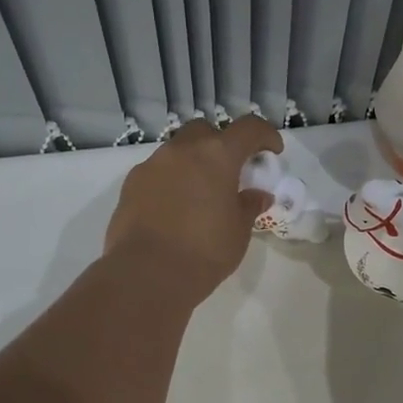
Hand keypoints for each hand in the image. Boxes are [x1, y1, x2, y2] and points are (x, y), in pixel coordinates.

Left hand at [103, 115, 281, 301]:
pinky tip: (173, 209)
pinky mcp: (130, 184)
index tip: (272, 151)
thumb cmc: (204, 251)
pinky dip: (170, 181)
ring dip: (192, 163)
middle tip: (229, 172)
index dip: (265, 135)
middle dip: (221, 144)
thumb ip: (249, 206)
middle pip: (206, 131)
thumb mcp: (238, 232)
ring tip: (199, 194)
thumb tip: (257, 195)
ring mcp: (152, 165)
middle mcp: (182, 150)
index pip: (248, 129)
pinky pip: (156, 172)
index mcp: (217, 155)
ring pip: (177, 150)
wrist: (147, 274)